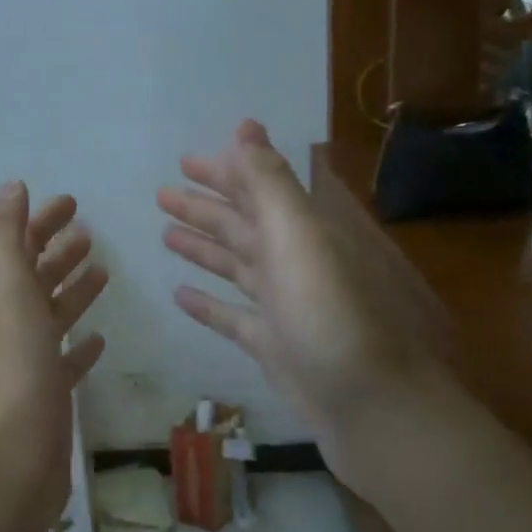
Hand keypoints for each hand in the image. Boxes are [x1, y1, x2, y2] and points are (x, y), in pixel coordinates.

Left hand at [0, 184, 108, 524]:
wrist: (10, 458)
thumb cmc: (14, 366)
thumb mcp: (6, 288)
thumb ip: (6, 235)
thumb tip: (11, 186)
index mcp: (0, 297)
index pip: (21, 246)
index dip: (41, 221)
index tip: (72, 201)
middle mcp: (11, 325)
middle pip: (36, 277)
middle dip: (58, 250)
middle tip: (90, 231)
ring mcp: (30, 363)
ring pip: (53, 315)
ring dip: (73, 290)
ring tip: (102, 270)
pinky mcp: (50, 397)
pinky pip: (67, 361)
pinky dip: (80, 344)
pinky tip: (99, 338)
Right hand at [159, 121, 450, 441]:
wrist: (369, 405)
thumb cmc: (329, 314)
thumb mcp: (298, 238)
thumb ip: (269, 184)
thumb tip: (245, 126)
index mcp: (300, 231)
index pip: (255, 189)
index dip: (223, 172)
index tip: (185, 160)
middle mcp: (292, 262)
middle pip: (240, 225)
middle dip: (203, 207)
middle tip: (162, 194)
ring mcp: (282, 305)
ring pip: (234, 265)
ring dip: (201, 248)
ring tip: (165, 234)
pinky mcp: (272, 344)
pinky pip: (231, 315)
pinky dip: (207, 304)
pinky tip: (179, 295)